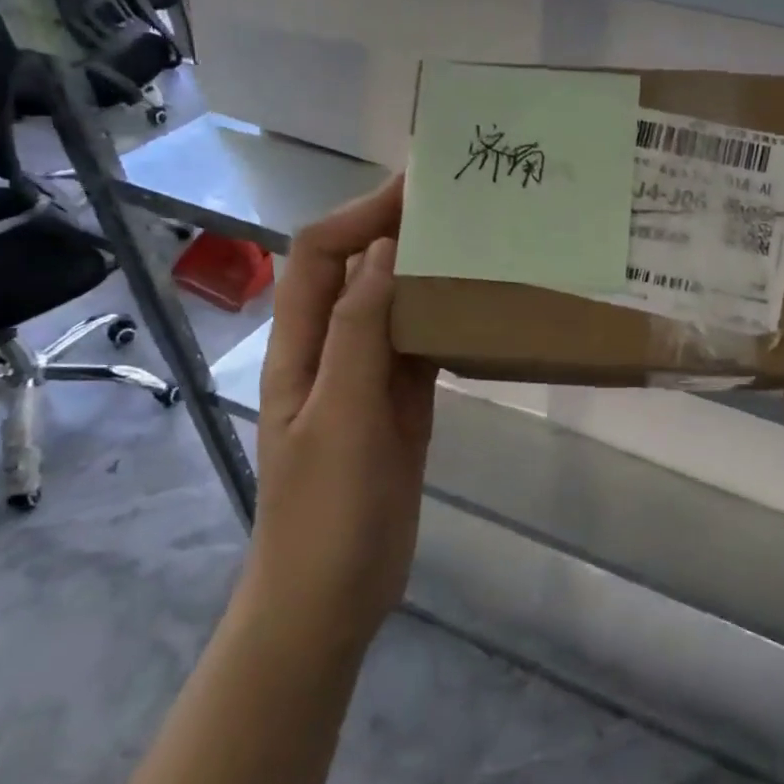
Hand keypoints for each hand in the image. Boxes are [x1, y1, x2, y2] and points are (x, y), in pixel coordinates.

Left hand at [249, 176, 437, 645]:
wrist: (331, 595)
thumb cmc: (326, 511)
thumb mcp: (342, 415)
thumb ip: (359, 332)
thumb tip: (383, 249)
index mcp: (302, 347)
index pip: (324, 256)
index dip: (362, 215)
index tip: (417, 188)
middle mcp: (333, 352)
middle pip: (361, 273)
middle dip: (399, 232)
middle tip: (462, 208)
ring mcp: (369, 381)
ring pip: (397, 308)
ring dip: (429, 275)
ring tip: (481, 246)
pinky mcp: (401, 408)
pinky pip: (424, 349)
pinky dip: (447, 323)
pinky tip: (481, 310)